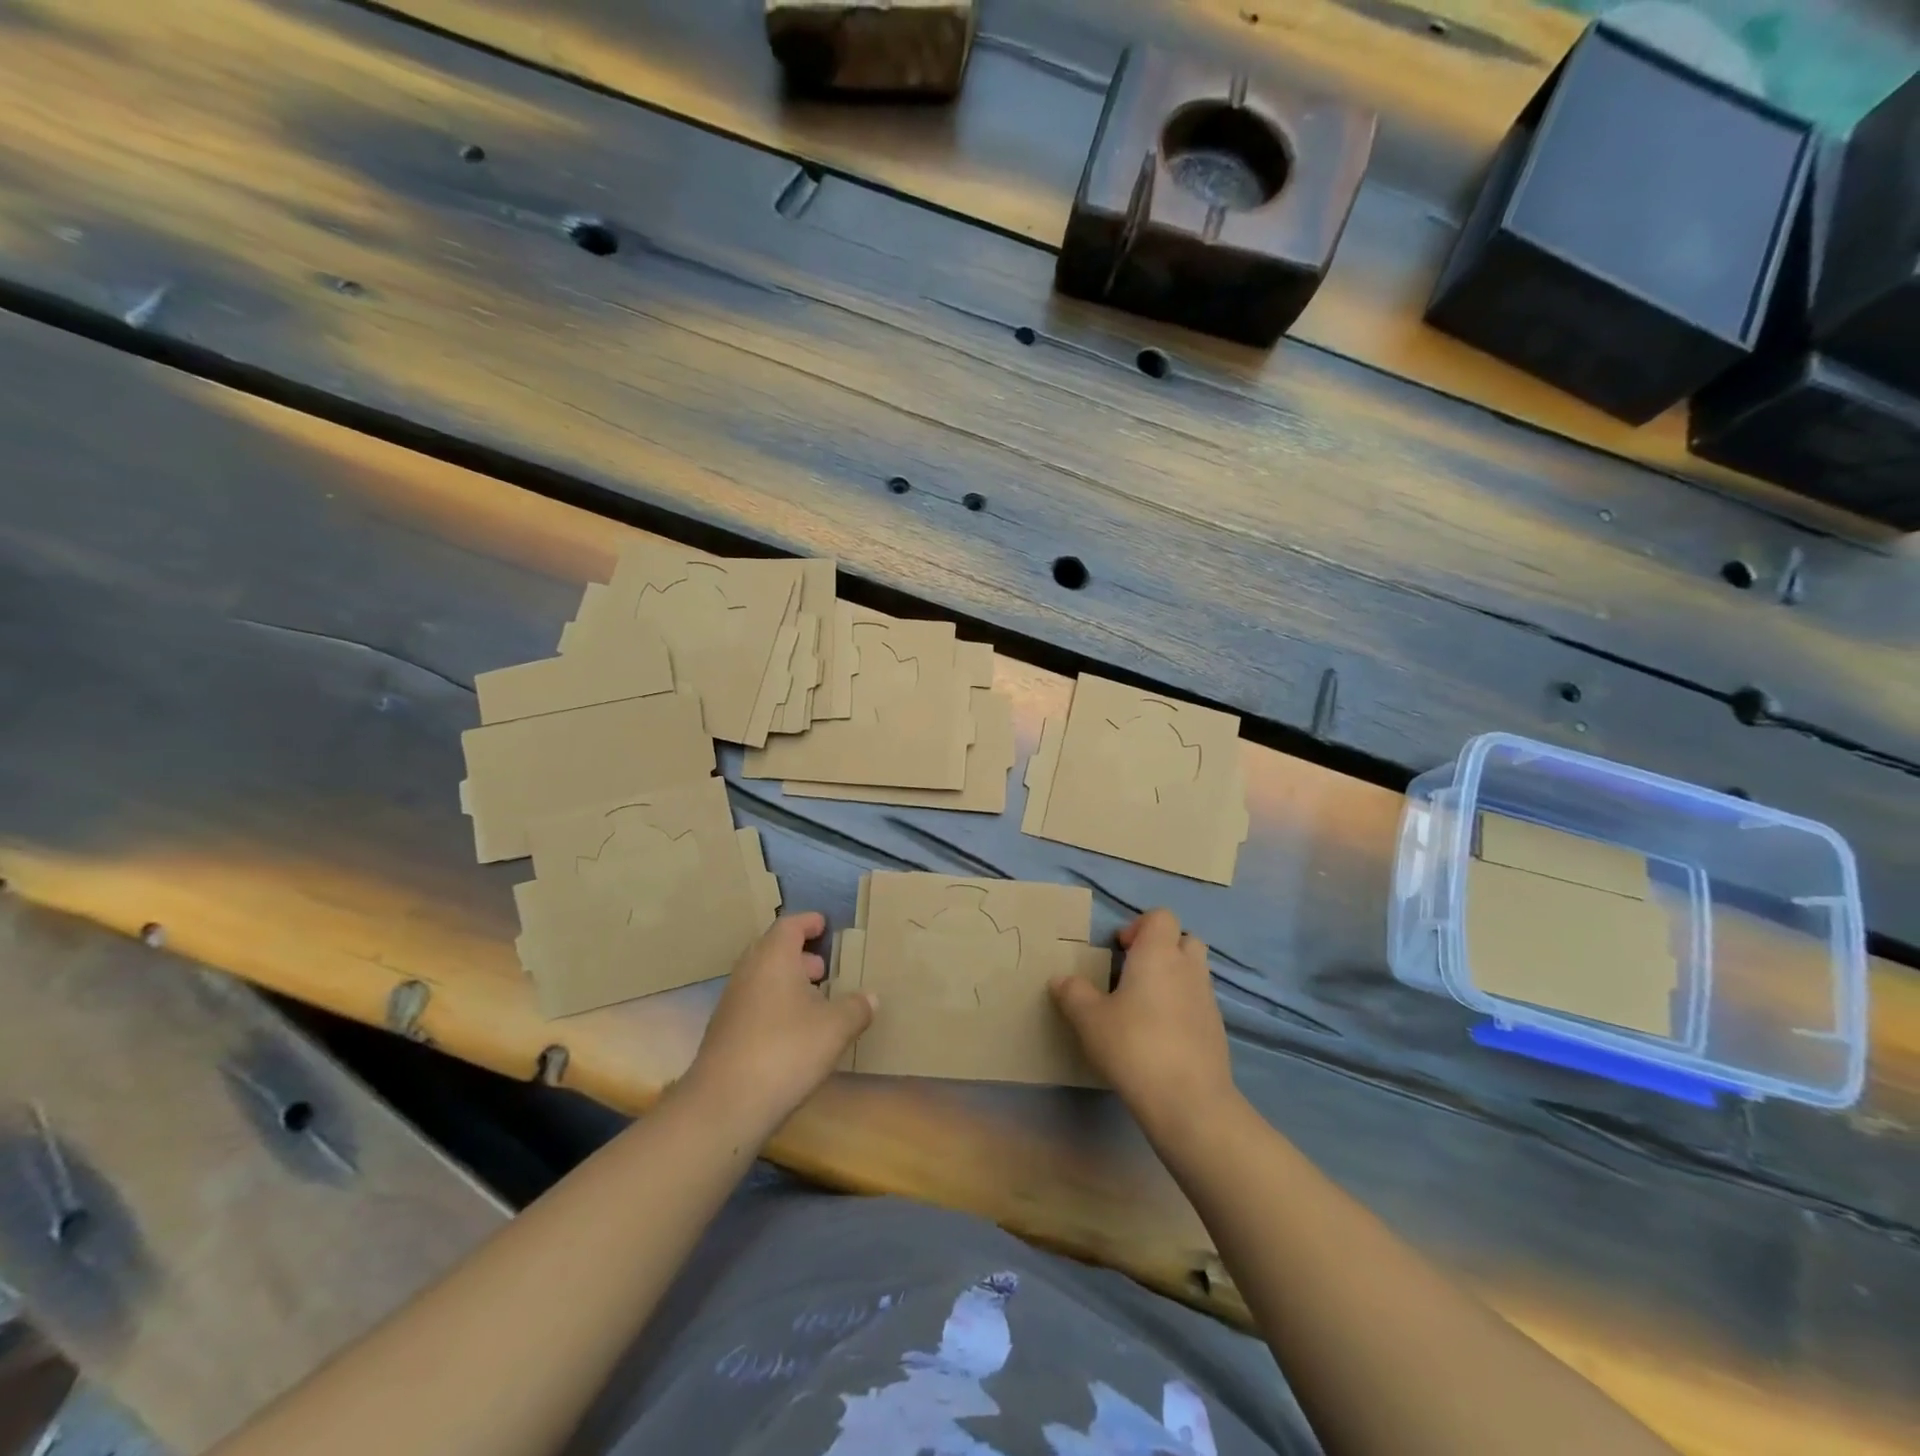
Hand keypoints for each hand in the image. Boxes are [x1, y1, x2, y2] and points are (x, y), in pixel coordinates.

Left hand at [681, 912, 874, 1140]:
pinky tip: (793, 1031)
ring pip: (762, 978)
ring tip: (815, 1001)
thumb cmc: (786, 1050)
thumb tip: (871, 997)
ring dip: (787, 982)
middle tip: (824, 968)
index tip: (825, 925)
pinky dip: (774, 1005)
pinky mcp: (723, 1032)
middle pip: (773, 949)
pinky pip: (753, 1003)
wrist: (725, 1104)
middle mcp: (748, 971)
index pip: (790, 925)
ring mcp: (731, 1002)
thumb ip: (857, 1007)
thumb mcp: (836, 1028)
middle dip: (799, 955)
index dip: (809, 922)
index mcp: (773, 957)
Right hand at [1050, 908, 1237, 1140]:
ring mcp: (1208, 999)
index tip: (1119, 949)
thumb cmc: (1133, 1046)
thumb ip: (1073, 994)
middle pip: (1185, 939)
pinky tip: (1161, 1035)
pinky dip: (1183, 1008)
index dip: (1140, 926)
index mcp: (1158, 954)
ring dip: (1174, 978)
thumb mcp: (1089, 1019)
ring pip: (1195, 972)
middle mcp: (1188, 968)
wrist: (1188, 1100)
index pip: (1161, 916)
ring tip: (1145, 1006)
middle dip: (1163, 948)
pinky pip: (1199, 1003)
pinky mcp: (1217, 1030)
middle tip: (1135, 972)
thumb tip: (1061, 979)